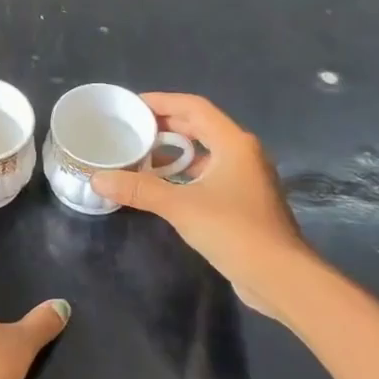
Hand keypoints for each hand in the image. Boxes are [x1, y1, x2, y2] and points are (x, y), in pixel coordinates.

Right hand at [88, 94, 315, 317]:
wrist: (280, 277)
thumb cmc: (234, 230)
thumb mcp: (181, 206)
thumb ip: (139, 189)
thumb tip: (97, 179)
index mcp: (233, 143)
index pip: (194, 107)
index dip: (162, 101)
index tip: (132, 105)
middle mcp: (243, 154)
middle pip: (200, 127)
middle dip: (165, 125)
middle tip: (131, 128)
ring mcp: (246, 178)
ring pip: (204, 152)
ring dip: (174, 151)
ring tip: (140, 155)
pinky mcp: (243, 201)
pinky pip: (208, 174)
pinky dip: (184, 173)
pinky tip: (161, 186)